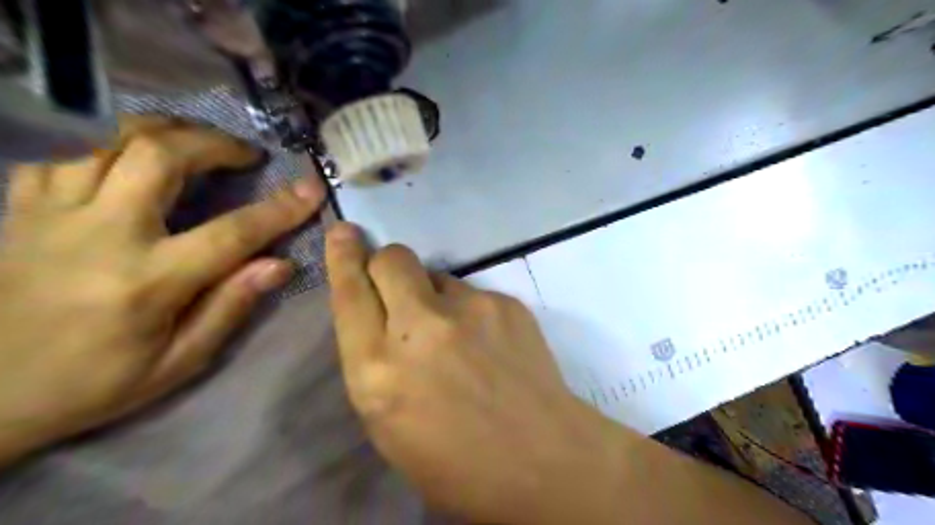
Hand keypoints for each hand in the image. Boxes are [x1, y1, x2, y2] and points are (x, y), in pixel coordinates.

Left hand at [0, 117, 325, 465]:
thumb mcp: (178, 362)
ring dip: (166, 136)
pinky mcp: (21, 212)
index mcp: (148, 281)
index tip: (312, 188)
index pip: (232, 232)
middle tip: (245, 153)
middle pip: (161, 156)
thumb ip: (230, 307)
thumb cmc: (93, 385)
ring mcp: (53, 216)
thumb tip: (280, 265)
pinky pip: (67, 160)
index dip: (280, 208)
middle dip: (215, 143)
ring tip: (198, 147)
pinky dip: (108, 154)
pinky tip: (128, 169)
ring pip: (112, 143)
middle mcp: (101, 234)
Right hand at [325, 224, 631, 524]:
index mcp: (377, 370)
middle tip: (397, 284)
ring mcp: (468, 309)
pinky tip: (488, 344)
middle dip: (386, 263)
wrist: (540, 458)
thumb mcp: (388, 423)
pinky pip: (472, 292)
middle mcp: (419, 328)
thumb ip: (374, 362)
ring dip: (433, 296)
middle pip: (392, 259)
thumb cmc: (454, 460)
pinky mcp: (505, 302)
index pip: (350, 293)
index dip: (344, 257)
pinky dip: (470, 311)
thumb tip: (379, 317)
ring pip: (435, 275)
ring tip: (456, 335)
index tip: (344, 233)